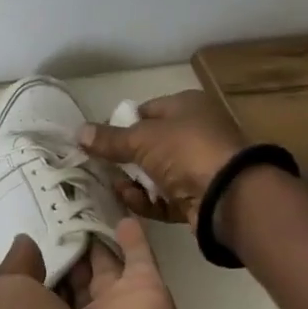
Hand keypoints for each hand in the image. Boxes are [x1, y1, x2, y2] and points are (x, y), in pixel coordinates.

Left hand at [0, 219, 181, 308]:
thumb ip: (13, 265)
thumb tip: (26, 243)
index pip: (40, 283)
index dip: (41, 256)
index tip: (39, 222)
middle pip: (76, 275)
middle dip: (73, 245)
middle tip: (68, 204)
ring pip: (107, 267)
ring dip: (101, 238)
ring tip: (94, 201)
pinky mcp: (148, 297)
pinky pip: (142, 261)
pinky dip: (136, 240)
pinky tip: (125, 215)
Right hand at [79, 90, 245, 226]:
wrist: (229, 196)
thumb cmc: (186, 150)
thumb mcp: (141, 138)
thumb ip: (109, 139)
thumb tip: (78, 132)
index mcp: (187, 107)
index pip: (146, 111)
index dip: (121, 124)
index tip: (98, 140)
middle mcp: (195, 133)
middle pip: (149, 145)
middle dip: (124, 158)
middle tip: (100, 166)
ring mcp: (198, 167)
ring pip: (154, 174)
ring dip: (133, 182)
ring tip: (116, 187)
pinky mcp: (197, 198)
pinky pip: (164, 198)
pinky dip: (147, 201)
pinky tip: (132, 201)